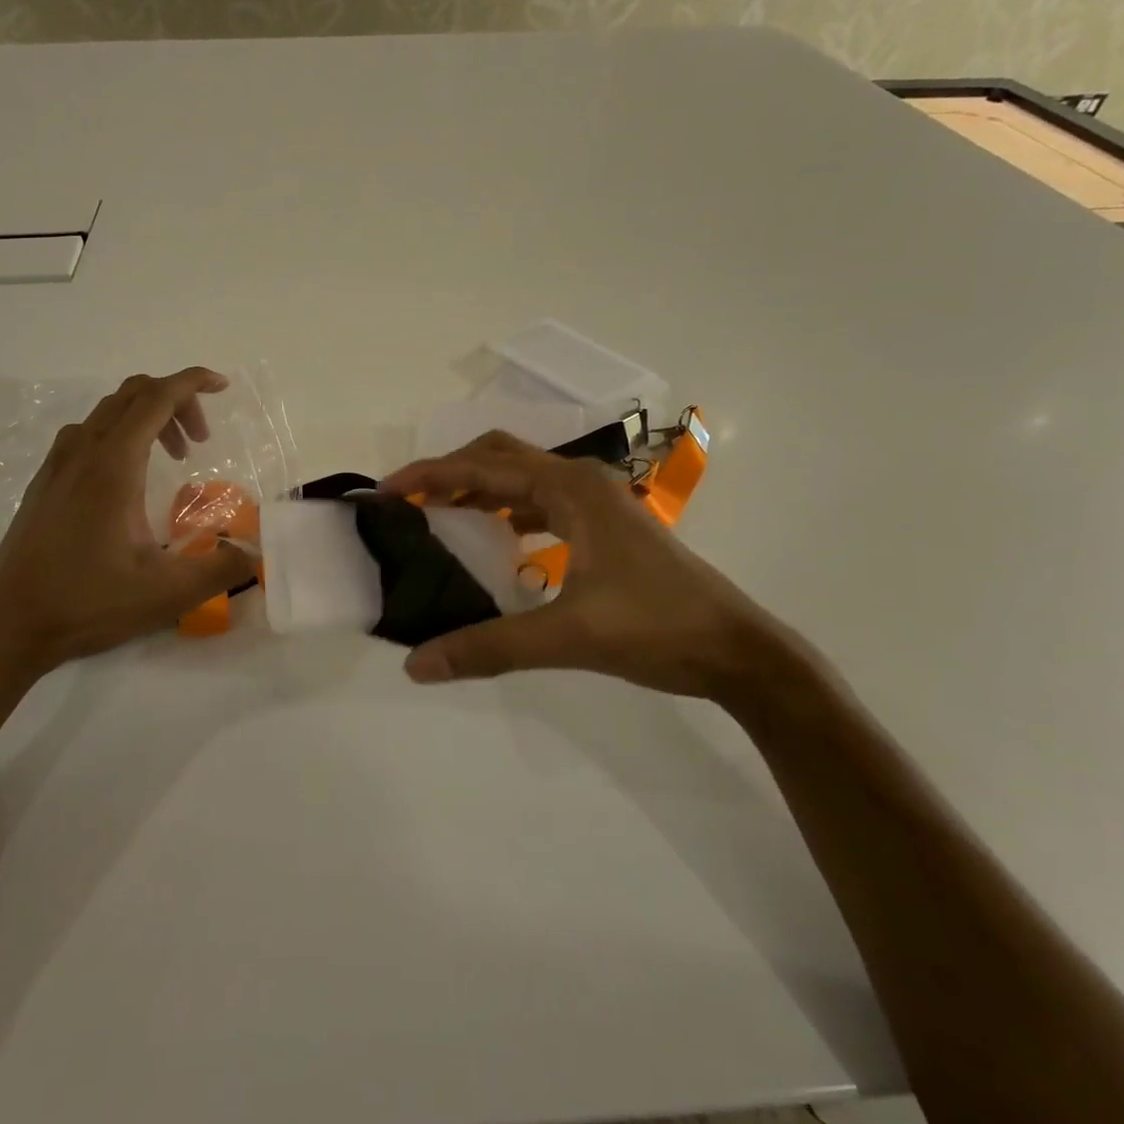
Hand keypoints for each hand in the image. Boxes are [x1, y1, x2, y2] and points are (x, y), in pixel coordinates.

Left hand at [0, 368, 257, 682]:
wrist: (8, 625)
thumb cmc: (87, 602)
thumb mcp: (167, 592)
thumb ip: (221, 569)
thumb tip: (255, 552)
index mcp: (114, 465)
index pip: (157, 398)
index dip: (192, 382)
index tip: (222, 386)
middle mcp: (83, 452)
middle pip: (133, 394)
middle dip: (176, 401)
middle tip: (200, 440)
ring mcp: (58, 465)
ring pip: (108, 412)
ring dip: (147, 418)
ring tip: (172, 458)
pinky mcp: (44, 482)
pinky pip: (87, 433)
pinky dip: (119, 434)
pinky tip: (129, 479)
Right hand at [380, 432, 802, 702]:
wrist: (737, 650)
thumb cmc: (656, 628)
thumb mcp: (567, 637)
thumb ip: (489, 646)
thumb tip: (415, 665)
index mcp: (571, 488)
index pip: (483, 467)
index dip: (430, 475)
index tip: (386, 493)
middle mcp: (582, 482)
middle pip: (500, 458)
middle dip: (450, 473)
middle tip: (407, 502)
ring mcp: (598, 503)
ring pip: (523, 480)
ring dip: (479, 490)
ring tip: (438, 517)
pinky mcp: (606, 528)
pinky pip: (542, 504)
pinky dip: (508, 513)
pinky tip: (495, 542)